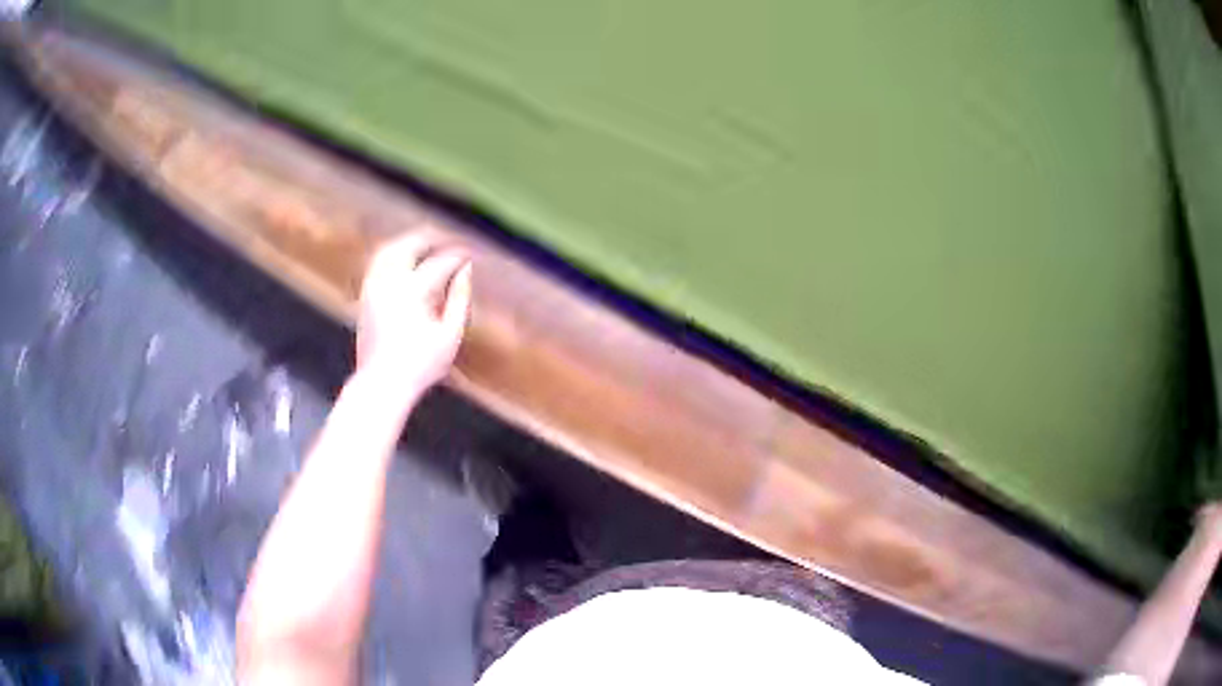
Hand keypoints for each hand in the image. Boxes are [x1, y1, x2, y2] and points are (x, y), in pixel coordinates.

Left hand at [355, 230, 472, 399]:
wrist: (382, 382)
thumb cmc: (421, 364)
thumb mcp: (450, 335)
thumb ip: (459, 298)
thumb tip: (466, 270)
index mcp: (414, 292)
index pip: (440, 262)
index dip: (458, 255)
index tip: (470, 255)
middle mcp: (390, 282)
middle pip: (410, 245)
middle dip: (432, 238)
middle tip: (449, 239)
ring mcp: (374, 286)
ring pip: (390, 249)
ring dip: (409, 241)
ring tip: (427, 242)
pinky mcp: (365, 294)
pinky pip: (378, 262)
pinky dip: (393, 253)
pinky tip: (404, 258)